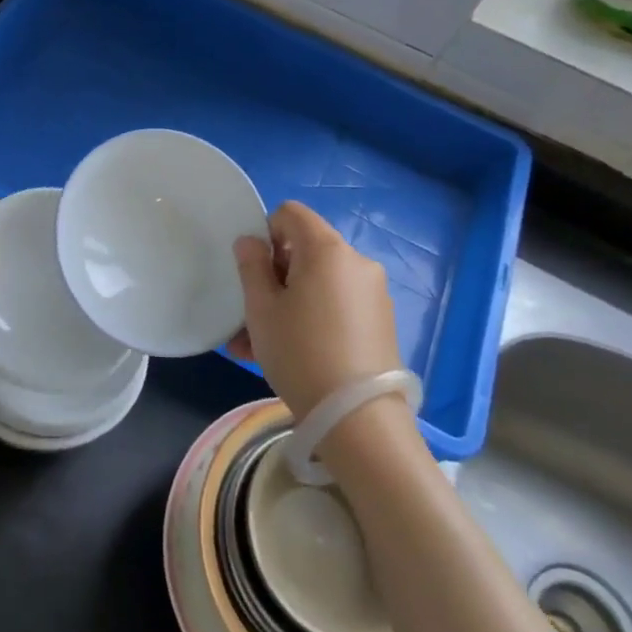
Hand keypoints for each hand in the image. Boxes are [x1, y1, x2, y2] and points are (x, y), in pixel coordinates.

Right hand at [230, 201, 400, 418]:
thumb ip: (251, 266)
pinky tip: (289, 355)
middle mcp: (356, 262)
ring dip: (288, 303)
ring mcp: (373, 293)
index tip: (254, 271)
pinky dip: (312, 318)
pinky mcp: (380, 322)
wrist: (357, 418)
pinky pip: (336, 306)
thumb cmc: (300, 352)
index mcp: (326, 249)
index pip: (291, 213)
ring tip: (259, 346)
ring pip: (318, 283)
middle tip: (251, 314)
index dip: (266, 233)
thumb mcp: (261, 309)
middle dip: (275, 275)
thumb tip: (250, 241)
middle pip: (306, 250)